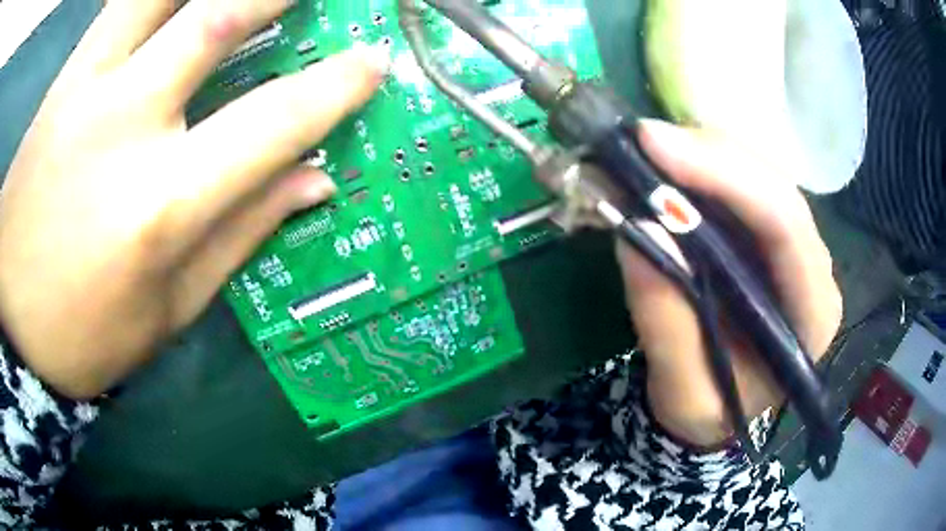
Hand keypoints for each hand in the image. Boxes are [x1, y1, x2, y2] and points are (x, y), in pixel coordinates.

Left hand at [0, 0, 389, 398]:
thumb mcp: (166, 313)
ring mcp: (88, 87)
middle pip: (218, 19)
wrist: (7, 303)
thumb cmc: (80, 330)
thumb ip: (239, 237)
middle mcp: (127, 124)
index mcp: (162, 204)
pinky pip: (120, 3)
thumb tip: (314, 181)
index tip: (373, 60)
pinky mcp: (65, 78)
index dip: (333, 87)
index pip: (272, 124)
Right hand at [618, 120, 842, 446]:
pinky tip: (666, 167)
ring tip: (645, 152)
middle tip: (640, 140)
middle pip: (774, 186)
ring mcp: (794, 246)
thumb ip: (667, 323)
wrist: (718, 408)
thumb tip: (638, 231)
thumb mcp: (684, 393)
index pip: (786, 226)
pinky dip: (699, 167)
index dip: (727, 176)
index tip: (655, 149)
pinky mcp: (768, 235)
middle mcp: (814, 268)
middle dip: (709, 155)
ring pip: (758, 174)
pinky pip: (740, 184)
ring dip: (701, 154)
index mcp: (812, 314)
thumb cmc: (708, 411)